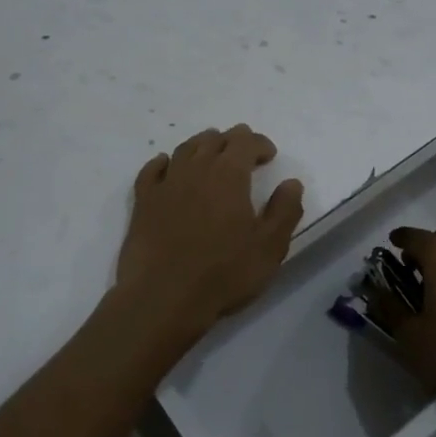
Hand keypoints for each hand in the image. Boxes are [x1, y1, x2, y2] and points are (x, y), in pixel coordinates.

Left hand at [113, 125, 304, 342]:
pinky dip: (163, 162)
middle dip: (232, 141)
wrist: (163, 296)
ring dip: (202, 145)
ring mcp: (166, 183)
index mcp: (229, 174)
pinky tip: (166, 165)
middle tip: (243, 153)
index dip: (259, 143)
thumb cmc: (223, 273)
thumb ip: (285, 210)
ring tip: (211, 153)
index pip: (245, 142)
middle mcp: (196, 169)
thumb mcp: (269, 247)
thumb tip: (292, 182)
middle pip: (214, 140)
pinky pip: (152, 170)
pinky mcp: (143, 201)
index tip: (269, 155)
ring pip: (185, 149)